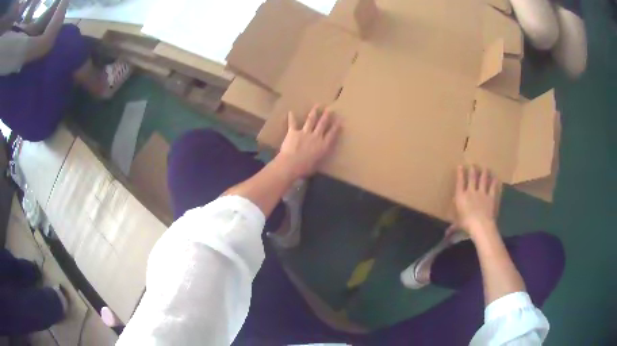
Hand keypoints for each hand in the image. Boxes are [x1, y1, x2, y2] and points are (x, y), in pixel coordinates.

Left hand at [276, 105, 340, 178]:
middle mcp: (316, 136)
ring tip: (317, 106)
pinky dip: (291, 117)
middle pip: (322, 124)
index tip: (340, 120)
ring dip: (314, 112)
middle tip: (329, 109)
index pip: (332, 134)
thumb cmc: (305, 168)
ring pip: (311, 120)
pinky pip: (292, 123)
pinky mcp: (293, 132)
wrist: (291, 164)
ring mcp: (305, 133)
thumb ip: (318, 158)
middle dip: (326, 116)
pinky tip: (290, 112)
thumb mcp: (316, 165)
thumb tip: (316, 158)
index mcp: (323, 145)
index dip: (336, 127)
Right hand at [454, 165, 500, 238]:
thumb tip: (446, 234)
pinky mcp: (491, 197)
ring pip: (483, 180)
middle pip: (472, 177)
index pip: (459, 182)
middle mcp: (471, 192)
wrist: (480, 225)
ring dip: (484, 173)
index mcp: (461, 197)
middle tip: (473, 164)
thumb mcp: (457, 225)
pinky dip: (494, 182)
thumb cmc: (466, 225)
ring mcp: (482, 193)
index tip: (460, 166)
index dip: (460, 173)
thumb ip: (453, 227)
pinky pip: (493, 187)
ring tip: (485, 168)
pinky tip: (496, 178)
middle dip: (472, 169)